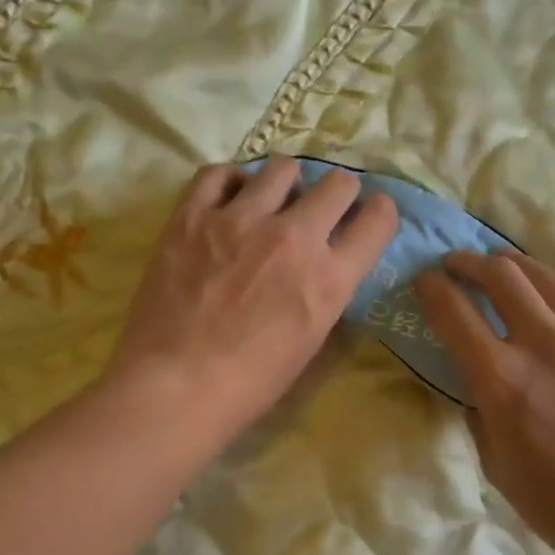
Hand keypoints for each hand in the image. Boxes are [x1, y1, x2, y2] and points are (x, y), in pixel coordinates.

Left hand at [106, 159, 397, 444]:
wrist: (176, 386)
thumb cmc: (250, 382)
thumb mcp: (310, 339)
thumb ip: (326, 290)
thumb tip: (327, 261)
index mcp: (328, 278)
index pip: (377, 221)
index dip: (379, 213)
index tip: (370, 213)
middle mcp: (293, 237)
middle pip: (338, 184)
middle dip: (339, 192)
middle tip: (322, 206)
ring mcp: (240, 220)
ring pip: (282, 168)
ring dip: (287, 183)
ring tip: (273, 199)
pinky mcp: (193, 216)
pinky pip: (219, 173)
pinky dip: (231, 181)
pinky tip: (229, 197)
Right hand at [415, 251, 554, 554]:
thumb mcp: (495, 462)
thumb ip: (479, 405)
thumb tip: (475, 372)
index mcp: (504, 380)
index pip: (454, 310)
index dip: (432, 288)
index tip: (425, 280)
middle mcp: (549, 345)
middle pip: (501, 274)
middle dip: (470, 262)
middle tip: (459, 264)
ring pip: (548, 278)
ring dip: (515, 267)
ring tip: (503, 267)